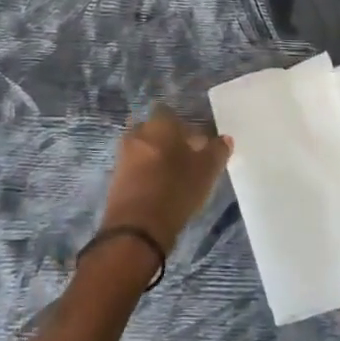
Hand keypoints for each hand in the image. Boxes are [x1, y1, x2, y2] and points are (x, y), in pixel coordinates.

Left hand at [101, 107, 232, 253]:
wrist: (137, 228)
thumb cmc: (176, 189)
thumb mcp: (207, 170)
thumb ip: (217, 151)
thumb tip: (225, 139)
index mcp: (159, 123)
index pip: (169, 112)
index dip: (182, 126)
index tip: (195, 142)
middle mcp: (138, 133)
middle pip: (153, 130)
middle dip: (166, 141)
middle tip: (183, 159)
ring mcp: (122, 156)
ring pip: (142, 149)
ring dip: (154, 159)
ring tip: (171, 178)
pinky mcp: (114, 179)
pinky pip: (133, 169)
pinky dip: (143, 175)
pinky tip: (157, 190)